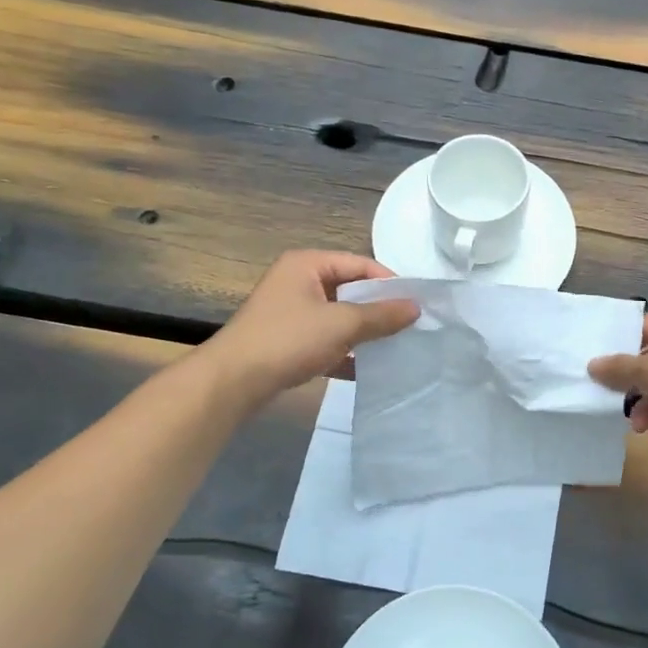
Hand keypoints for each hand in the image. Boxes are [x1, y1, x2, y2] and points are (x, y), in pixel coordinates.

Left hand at [210, 251, 418, 402]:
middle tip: (409, 325)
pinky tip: (367, 370)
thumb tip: (416, 308)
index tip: (415, 304)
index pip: (360, 264)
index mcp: (307, 264)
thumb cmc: (287, 340)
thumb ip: (381, 315)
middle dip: (378, 308)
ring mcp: (290, 312)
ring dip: (363, 332)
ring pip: (338, 316)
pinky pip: (325, 339)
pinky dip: (345, 350)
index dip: (389, 282)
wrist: (232, 383)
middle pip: (350, 289)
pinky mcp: (287, 340)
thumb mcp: (341, 324)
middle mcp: (298, 281)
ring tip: (394, 346)